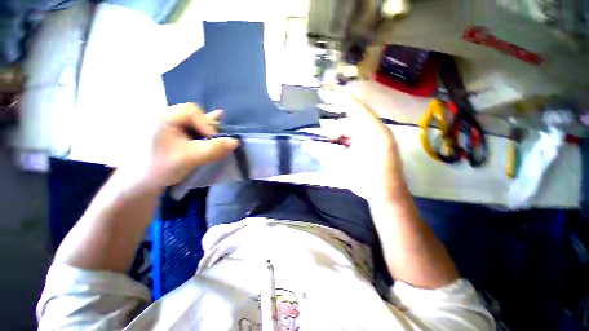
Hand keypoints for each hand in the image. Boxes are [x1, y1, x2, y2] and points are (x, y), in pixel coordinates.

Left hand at [121, 103, 238, 190]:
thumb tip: (235, 142)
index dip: (207, 125)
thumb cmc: (161, 167)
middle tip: (220, 142)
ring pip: (199, 125)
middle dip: (211, 129)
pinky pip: (196, 130)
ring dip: (211, 133)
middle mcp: (170, 117)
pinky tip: (218, 127)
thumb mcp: (189, 158)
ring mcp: (174, 126)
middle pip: (198, 117)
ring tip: (222, 137)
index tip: (213, 141)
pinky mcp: (178, 135)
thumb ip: (213, 149)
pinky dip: (207, 133)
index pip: (193, 112)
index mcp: (166, 117)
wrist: (141, 181)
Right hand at [331, 96, 406, 200]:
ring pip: (359, 129)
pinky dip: (352, 140)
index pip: (357, 108)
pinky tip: (344, 149)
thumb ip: (323, 154)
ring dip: (345, 135)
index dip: (343, 100)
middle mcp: (380, 131)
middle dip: (339, 128)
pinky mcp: (382, 145)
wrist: (388, 196)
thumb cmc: (365, 180)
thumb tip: (306, 146)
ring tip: (334, 145)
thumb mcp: (342, 166)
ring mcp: (382, 138)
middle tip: (326, 137)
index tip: (329, 94)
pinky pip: (364, 136)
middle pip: (355, 121)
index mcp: (373, 133)